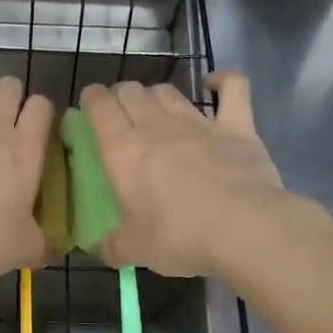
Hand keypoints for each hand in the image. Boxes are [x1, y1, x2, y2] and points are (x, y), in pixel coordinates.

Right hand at [80, 73, 291, 276]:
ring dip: (156, 94)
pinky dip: (223, 82)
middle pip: (132, 91)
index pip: (99, 107)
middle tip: (121, 115)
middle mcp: (156, 126)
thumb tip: (102, 249)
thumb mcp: (134, 250)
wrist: (243, 228)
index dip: (91, 99)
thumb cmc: (179, 236)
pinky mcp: (236, 126)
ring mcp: (198, 122)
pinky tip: (215, 84)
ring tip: (155, 108)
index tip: (89, 105)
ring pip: (168, 91)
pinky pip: (232, 88)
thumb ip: (112, 246)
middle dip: (121, 96)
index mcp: (123, 150)